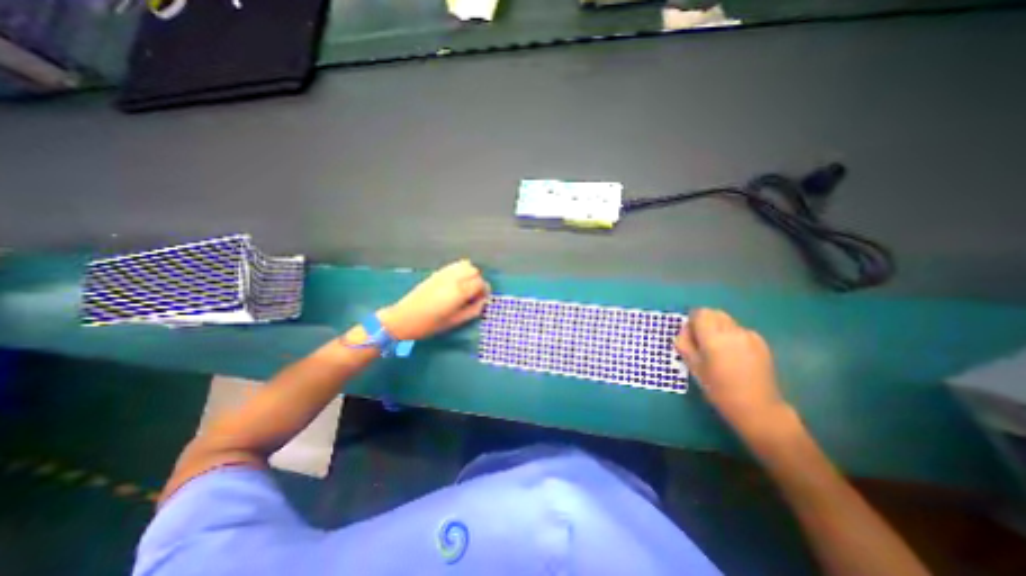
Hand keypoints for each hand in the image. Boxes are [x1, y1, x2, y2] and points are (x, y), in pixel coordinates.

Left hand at [376, 261, 491, 342]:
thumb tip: (483, 302)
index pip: (480, 283)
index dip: (484, 291)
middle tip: (473, 295)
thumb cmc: (430, 324)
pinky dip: (461, 270)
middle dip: (478, 282)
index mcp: (459, 291)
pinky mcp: (436, 272)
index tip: (481, 300)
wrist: (404, 318)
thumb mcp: (455, 321)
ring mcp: (444, 273)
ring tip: (466, 287)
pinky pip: (455, 265)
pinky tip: (457, 283)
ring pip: (466, 265)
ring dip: (470, 274)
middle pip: (474, 271)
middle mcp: (453, 278)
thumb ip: (473, 310)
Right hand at [679, 310, 787, 431]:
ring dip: (718, 328)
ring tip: (719, 350)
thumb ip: (684, 343)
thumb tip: (685, 330)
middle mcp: (732, 331)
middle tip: (702, 342)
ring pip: (727, 321)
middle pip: (714, 313)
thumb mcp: (693, 366)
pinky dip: (732, 336)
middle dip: (705, 322)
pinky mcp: (760, 342)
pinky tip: (734, 355)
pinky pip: (739, 330)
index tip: (692, 337)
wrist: (756, 407)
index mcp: (714, 337)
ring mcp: (749, 335)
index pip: (700, 313)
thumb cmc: (718, 388)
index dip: (693, 322)